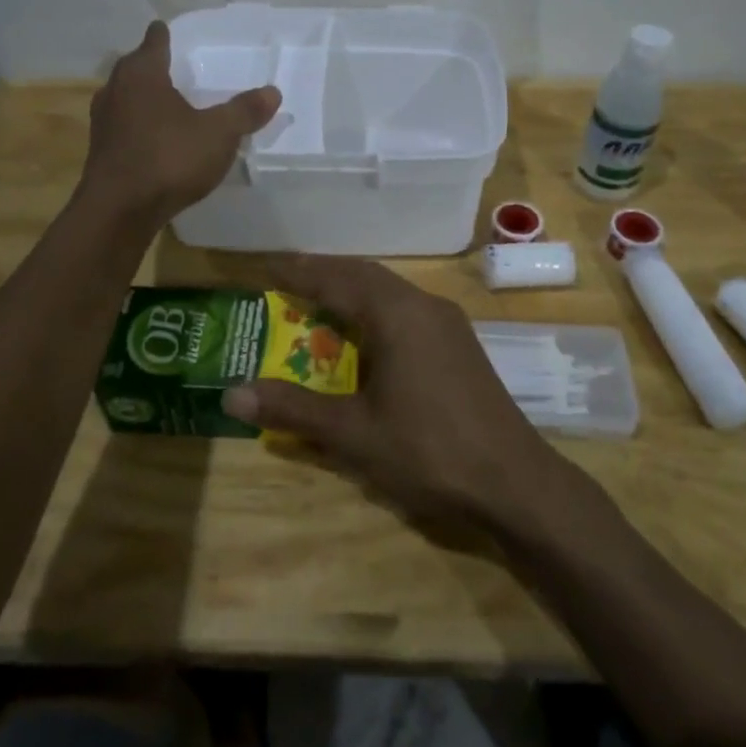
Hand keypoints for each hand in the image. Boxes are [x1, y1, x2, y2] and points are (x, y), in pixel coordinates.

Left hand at [81, 21, 280, 224]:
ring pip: (125, 97)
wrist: (119, 211)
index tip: (170, 31)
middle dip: (152, 66)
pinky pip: (123, 126)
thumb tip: (272, 92)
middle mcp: (115, 89)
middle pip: (135, 67)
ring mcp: (103, 121)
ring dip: (143, 98)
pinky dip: (138, 125)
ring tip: (166, 102)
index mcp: (142, 73)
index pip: (154, 40)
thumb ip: (244, 111)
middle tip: (175, 67)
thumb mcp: (218, 134)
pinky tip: (154, 139)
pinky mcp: (101, 151)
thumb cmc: (169, 159)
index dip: (164, 34)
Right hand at [221, 256, 561, 528]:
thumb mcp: (352, 433)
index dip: (297, 271)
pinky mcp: (459, 344)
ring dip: (352, 290)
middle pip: (364, 275)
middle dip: (324, 273)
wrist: (514, 482)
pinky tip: (365, 335)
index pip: (336, 278)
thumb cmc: (428, 451)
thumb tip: (231, 393)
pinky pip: (407, 310)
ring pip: (389, 291)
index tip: (264, 264)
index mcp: (396, 314)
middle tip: (284, 279)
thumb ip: (292, 408)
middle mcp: (423, 305)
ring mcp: (447, 323)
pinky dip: (375, 310)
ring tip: (318, 300)